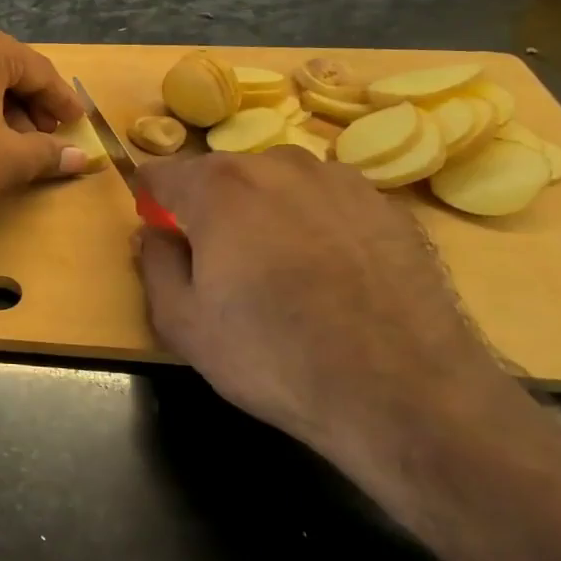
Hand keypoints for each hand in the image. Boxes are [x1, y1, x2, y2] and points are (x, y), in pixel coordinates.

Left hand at [0, 21, 88, 227]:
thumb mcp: (8, 160)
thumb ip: (48, 154)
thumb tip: (80, 158)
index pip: (37, 70)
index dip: (61, 100)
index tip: (78, 123)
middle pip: (4, 72)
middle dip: (30, 107)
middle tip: (47, 139)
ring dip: (0, 112)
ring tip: (14, 148)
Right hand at [135, 149, 520, 460]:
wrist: (407, 395)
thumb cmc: (275, 357)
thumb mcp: (182, 323)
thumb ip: (155, 263)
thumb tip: (154, 233)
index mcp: (218, 187)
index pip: (161, 174)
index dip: (152, 203)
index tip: (162, 235)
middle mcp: (277, 165)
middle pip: (221, 174)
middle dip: (208, 207)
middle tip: (220, 263)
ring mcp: (339, 180)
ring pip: (277, 182)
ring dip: (263, 210)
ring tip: (282, 268)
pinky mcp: (388, 206)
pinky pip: (327, 201)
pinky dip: (315, 222)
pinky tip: (331, 273)